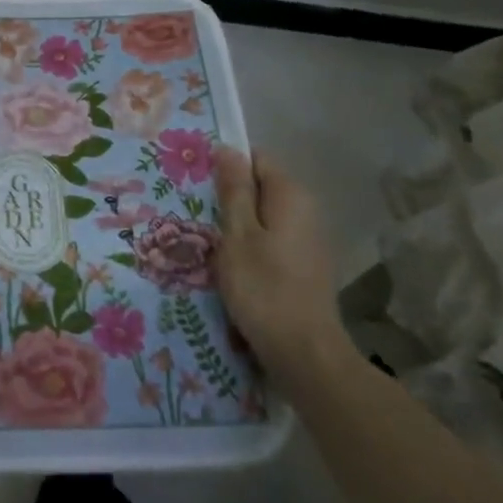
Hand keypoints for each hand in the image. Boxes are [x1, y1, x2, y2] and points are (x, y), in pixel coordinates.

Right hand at [214, 147, 348, 391]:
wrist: (304, 353)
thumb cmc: (263, 288)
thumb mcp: (237, 235)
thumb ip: (233, 190)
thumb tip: (228, 148)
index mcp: (290, 195)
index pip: (255, 159)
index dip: (225, 166)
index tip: (197, 183)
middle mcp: (306, 210)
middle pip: (260, 188)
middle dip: (228, 197)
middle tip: (194, 213)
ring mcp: (308, 240)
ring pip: (264, 216)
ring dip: (236, 225)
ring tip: (205, 241)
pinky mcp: (305, 266)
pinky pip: (271, 240)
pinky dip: (250, 246)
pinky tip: (230, 265)